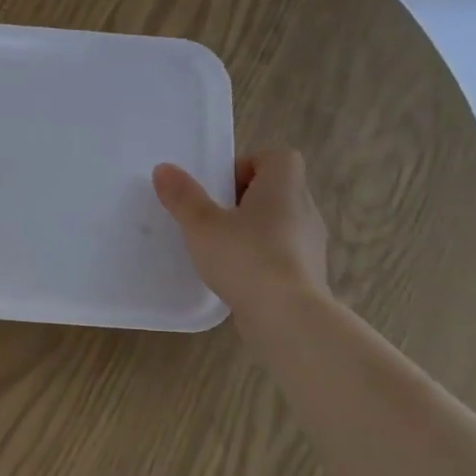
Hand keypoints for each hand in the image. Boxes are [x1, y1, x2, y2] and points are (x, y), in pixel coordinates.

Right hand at [152, 149, 329, 319]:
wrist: (288, 317)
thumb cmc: (245, 257)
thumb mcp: (201, 224)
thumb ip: (182, 196)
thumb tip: (164, 168)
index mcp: (284, 187)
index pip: (278, 158)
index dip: (249, 166)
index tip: (221, 188)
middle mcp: (305, 209)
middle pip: (278, 190)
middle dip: (245, 200)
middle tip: (214, 217)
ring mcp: (311, 245)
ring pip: (281, 224)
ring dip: (254, 230)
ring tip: (222, 249)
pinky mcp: (309, 275)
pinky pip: (284, 254)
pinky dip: (263, 259)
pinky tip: (238, 277)